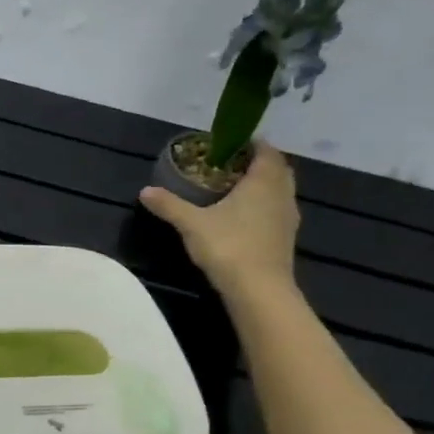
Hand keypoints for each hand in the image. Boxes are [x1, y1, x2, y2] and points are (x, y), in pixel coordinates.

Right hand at [139, 142, 300, 295]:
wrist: (259, 290)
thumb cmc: (228, 247)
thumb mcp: (191, 223)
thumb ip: (169, 205)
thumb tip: (145, 191)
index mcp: (263, 182)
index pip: (266, 151)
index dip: (251, 143)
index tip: (229, 143)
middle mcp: (281, 194)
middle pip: (277, 168)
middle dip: (257, 163)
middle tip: (229, 165)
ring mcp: (288, 217)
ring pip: (280, 190)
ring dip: (263, 184)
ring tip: (234, 188)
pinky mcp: (286, 237)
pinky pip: (277, 209)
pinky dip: (264, 204)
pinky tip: (243, 216)